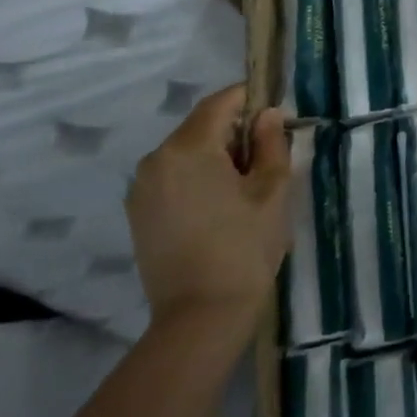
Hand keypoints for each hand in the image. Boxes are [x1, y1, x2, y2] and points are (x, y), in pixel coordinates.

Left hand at [128, 83, 292, 341]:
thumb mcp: (272, 189)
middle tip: (268, 157)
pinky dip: (197, 177)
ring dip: (216, 155)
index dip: (252, 99)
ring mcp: (142, 188)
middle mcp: (156, 159)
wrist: (201, 317)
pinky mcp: (138, 213)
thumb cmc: (245, 247)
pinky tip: (220, 206)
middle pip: (202, 125)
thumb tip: (267, 115)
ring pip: (187, 151)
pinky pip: (173, 176)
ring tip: (245, 187)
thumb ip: (271, 143)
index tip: (277, 115)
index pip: (222, 102)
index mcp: (188, 147)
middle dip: (235, 131)